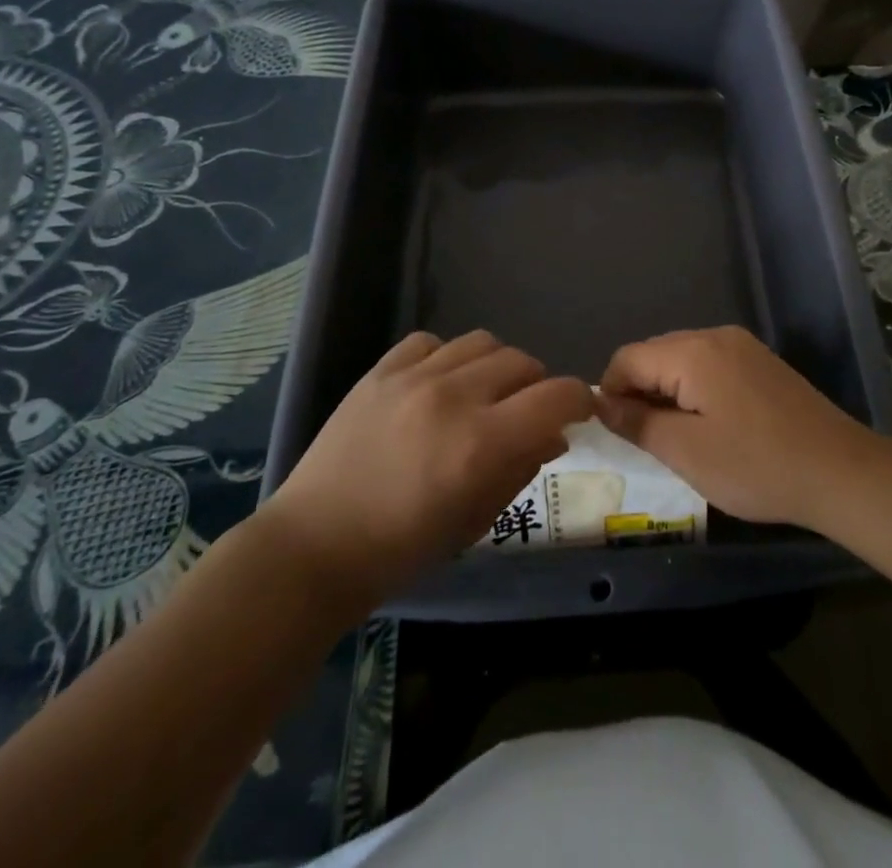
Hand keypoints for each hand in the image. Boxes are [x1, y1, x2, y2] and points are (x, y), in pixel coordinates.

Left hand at [263, 331, 591, 614]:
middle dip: (537, 387)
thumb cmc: (401, 550)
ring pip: (483, 342)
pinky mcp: (380, 370)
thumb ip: (521, 469)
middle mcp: (453, 397)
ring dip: (496, 367)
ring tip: (482, 394)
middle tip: (525, 414)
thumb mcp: (475, 520)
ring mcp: (413, 378)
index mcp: (482, 443)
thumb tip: (554, 435)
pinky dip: (447, 358)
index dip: (578, 400)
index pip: (556, 396)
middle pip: (523, 362)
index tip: (579, 412)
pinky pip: (431, 341)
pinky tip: (437, 385)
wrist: (312, 547)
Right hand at [592, 325, 884, 530]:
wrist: (840, 471)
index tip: (613, 432)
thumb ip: (638, 423)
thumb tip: (603, 403)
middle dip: (638, 391)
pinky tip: (707, 426)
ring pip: (682, 360)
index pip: (628, 357)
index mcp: (693, 352)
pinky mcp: (761, 363)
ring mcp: (742, 346)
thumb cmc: (757, 465)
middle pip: (655, 353)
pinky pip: (710, 366)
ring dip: (667, 392)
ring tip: (673, 438)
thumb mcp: (686, 453)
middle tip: (642, 440)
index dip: (610, 392)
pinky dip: (694, 390)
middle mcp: (715, 336)